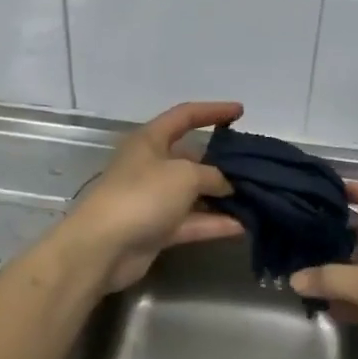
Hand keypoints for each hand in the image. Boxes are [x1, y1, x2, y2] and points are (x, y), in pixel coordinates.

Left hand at [58, 101, 244, 294]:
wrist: (103, 247)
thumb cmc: (142, 195)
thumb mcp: (185, 175)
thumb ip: (212, 175)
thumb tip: (225, 184)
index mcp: (150, 140)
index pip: (185, 116)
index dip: (213, 111)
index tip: (240, 111)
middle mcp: (150, 165)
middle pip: (191, 157)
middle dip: (221, 161)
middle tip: (253, 165)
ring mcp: (153, 199)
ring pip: (193, 193)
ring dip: (220, 196)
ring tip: (254, 197)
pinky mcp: (157, 229)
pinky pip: (191, 221)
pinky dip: (214, 223)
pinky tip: (242, 226)